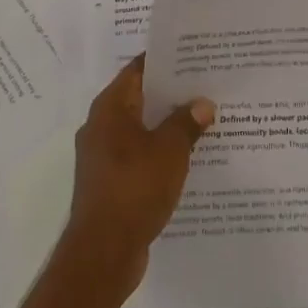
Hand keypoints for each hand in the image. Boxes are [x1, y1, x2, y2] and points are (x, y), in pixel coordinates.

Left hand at [63, 56, 215, 298]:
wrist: (103, 253)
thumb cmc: (134, 188)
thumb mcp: (170, 150)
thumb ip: (187, 123)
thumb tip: (202, 103)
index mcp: (110, 108)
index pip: (138, 69)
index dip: (165, 60)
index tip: (193, 55)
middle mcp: (101, 126)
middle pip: (140, 98)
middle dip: (172, 93)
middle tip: (206, 84)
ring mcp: (103, 156)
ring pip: (141, 129)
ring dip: (168, 125)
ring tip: (204, 118)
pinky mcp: (110, 182)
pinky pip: (139, 155)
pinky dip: (160, 152)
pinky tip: (188, 157)